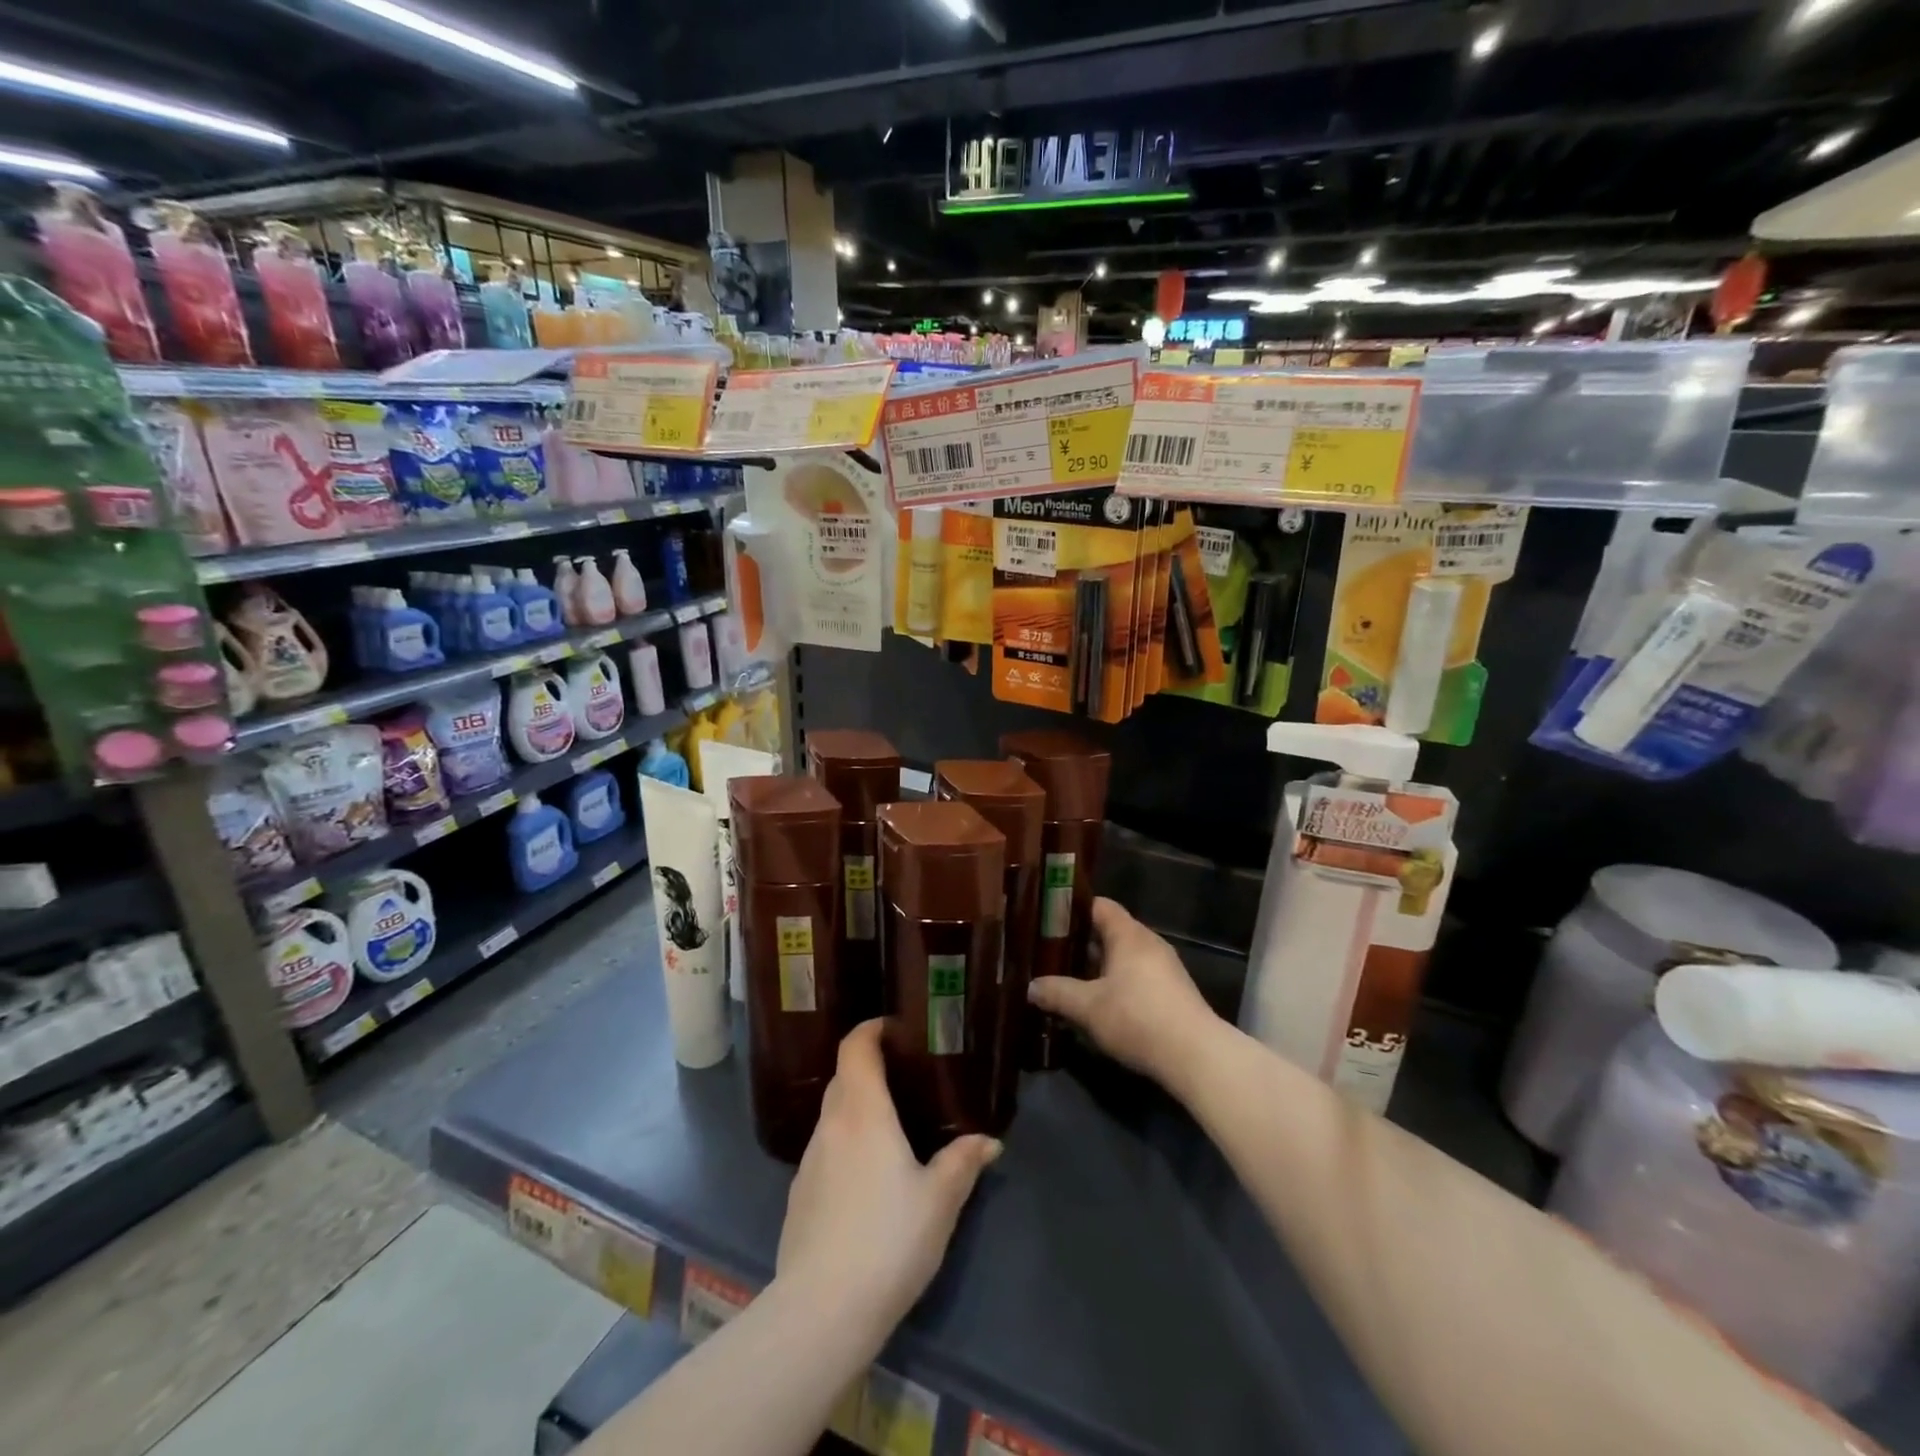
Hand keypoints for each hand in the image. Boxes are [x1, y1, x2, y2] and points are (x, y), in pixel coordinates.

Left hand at [775, 1020, 999, 1333]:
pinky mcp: (798, 1195)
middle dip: (869, 1067)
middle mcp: (831, 1125)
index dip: (871, 1029)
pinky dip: (845, 1145)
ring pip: (833, 1116)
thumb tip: (989, 1141)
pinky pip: (825, 1151)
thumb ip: (963, 1163)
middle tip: (904, 1076)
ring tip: (890, 1128)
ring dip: (857, 1108)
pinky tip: (866, 1179)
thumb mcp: (939, 1200)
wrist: (822, 1310)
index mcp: (863, 1112)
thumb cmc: (888, 1240)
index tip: (896, 1029)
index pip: (855, 1047)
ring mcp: (809, 1161)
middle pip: (844, 1077)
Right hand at [1028, 897, 1219, 1087]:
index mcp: (1128, 934)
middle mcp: (1148, 943)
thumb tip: (1030, 987)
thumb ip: (1057, 993)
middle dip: (1081, 943)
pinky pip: (1137, 976)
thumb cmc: (1137, 1018)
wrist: (1196, 1055)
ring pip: (1124, 957)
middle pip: (1111, 931)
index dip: (1073, 909)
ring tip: (1070, 980)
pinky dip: (1117, 983)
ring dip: (1099, 967)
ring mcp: (1165, 968)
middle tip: (1050, 954)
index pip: (1099, 906)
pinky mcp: (1173, 992)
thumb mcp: (1088, 1007)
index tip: (1048, 920)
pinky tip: (1100, 1004)